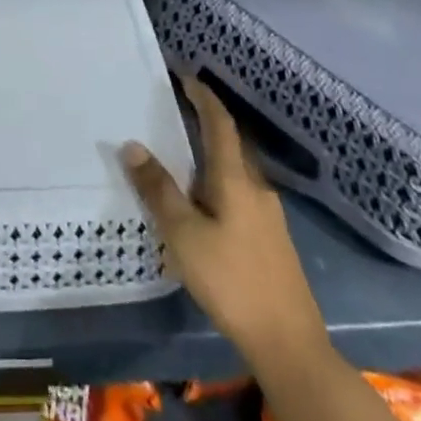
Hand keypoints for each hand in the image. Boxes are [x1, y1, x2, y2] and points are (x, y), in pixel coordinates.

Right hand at [121, 73, 328, 375]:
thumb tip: (132, 145)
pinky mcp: (272, 240)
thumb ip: (158, 189)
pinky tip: (204, 202)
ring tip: (184, 154)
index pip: (219, 122)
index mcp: (235, 178)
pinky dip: (219, 180)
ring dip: (213, 152)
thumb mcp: (183, 234)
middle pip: (231, 142)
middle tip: (177, 110)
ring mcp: (269, 215)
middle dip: (207, 121)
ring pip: (237, 169)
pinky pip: (241, 192)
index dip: (203, 96)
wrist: (289, 344)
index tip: (184, 76)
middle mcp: (256, 187)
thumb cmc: (232, 281)